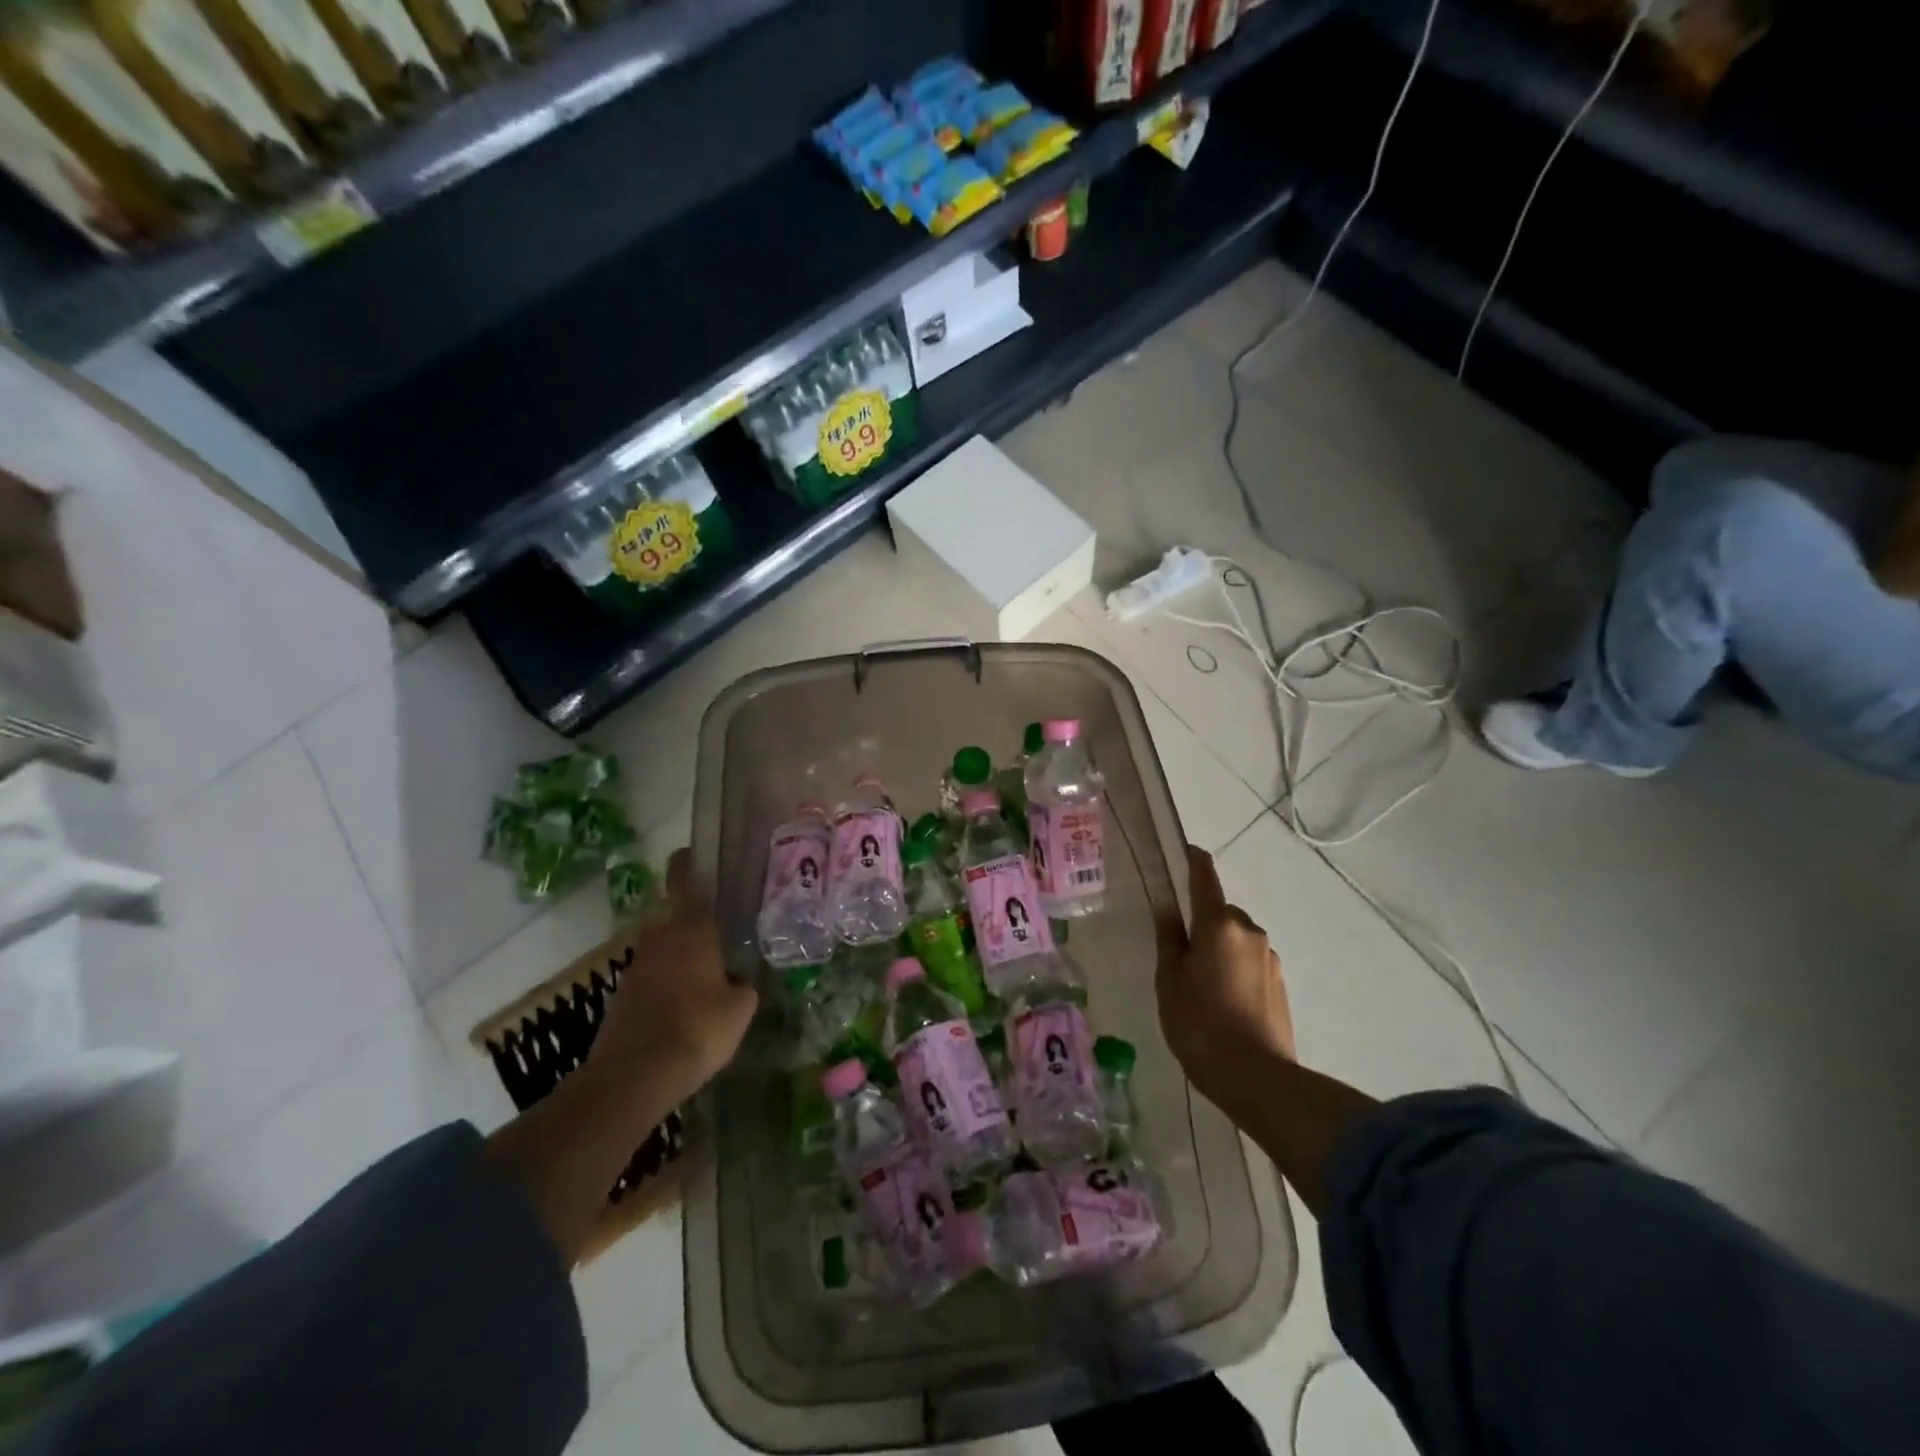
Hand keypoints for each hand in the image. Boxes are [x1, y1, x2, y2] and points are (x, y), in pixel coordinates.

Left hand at [588, 849, 756, 1101]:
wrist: (634, 1076)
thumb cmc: (697, 1028)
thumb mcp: (740, 1008)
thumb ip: (743, 986)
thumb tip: (737, 981)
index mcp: (690, 930)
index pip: (685, 882)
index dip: (687, 863)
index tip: (690, 852)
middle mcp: (659, 939)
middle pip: (675, 921)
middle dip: (694, 928)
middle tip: (721, 942)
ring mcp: (636, 968)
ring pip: (664, 953)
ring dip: (681, 961)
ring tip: (707, 983)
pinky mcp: (622, 998)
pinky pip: (652, 980)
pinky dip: (667, 988)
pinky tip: (685, 1013)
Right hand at [1157, 845, 1295, 1122]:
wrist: (1257, 1079)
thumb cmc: (1199, 1024)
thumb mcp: (1170, 980)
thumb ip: (1169, 938)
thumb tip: (1167, 906)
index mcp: (1218, 924)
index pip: (1205, 879)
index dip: (1195, 861)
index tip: (1188, 850)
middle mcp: (1249, 931)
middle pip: (1220, 914)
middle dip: (1202, 924)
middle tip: (1180, 956)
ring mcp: (1269, 957)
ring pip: (1236, 940)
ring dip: (1219, 949)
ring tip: (1200, 987)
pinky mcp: (1280, 983)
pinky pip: (1250, 962)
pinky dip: (1235, 970)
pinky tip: (1223, 1002)